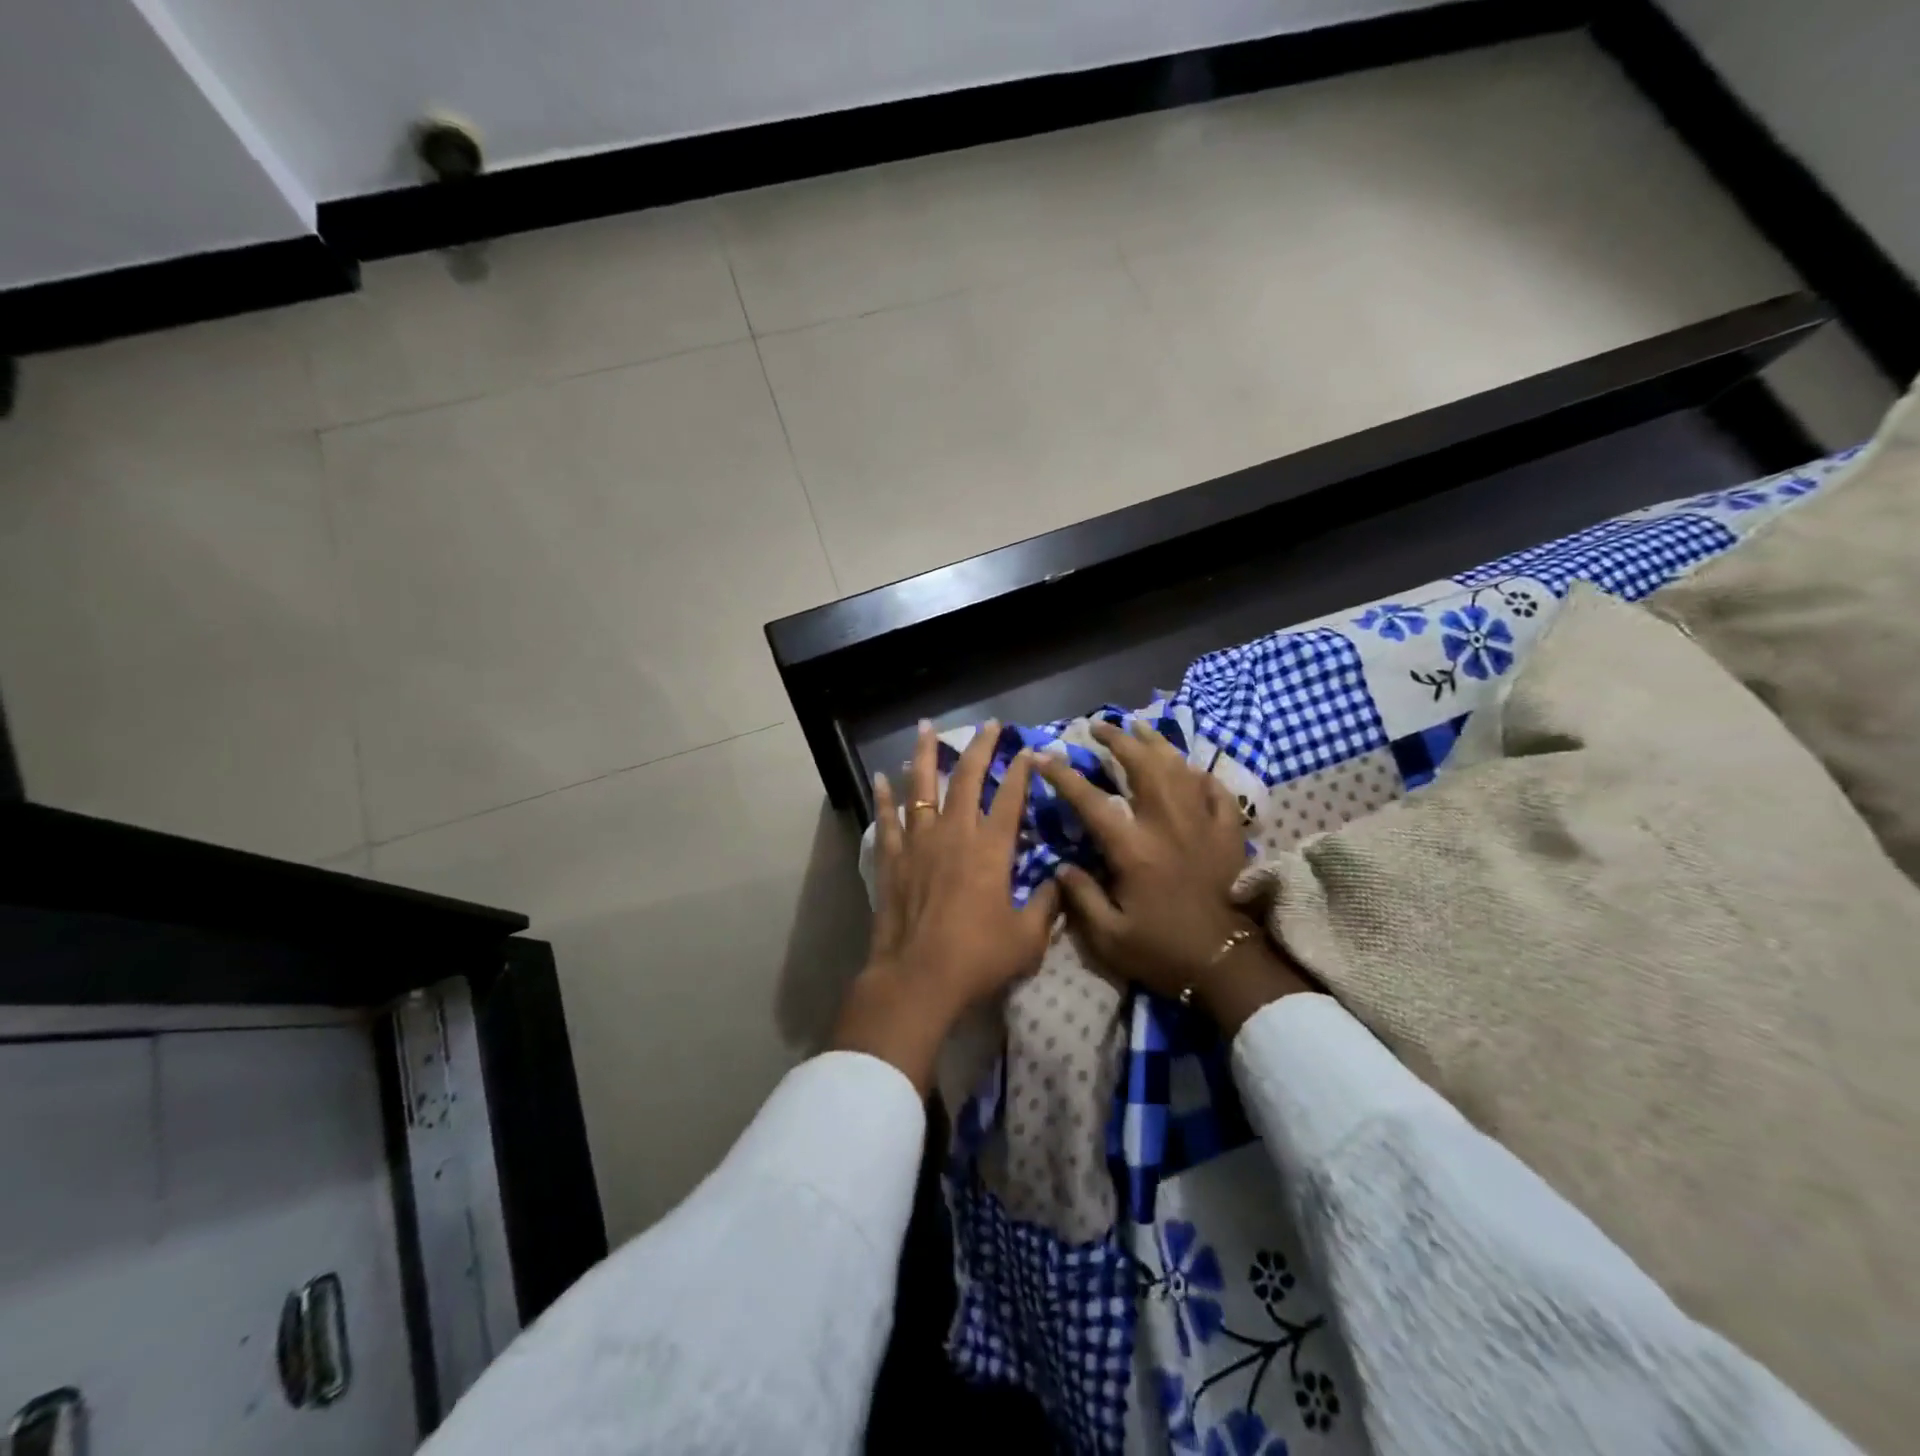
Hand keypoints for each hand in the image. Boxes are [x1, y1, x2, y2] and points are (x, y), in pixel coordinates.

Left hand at [832, 719, 1060, 1092]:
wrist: (917, 978)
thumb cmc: (977, 958)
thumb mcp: (1027, 938)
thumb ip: (1047, 905)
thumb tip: (1061, 881)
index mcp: (990, 850)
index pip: (1010, 798)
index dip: (1021, 771)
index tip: (1029, 750)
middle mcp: (954, 834)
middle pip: (966, 779)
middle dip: (979, 748)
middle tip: (988, 724)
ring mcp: (919, 843)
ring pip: (921, 788)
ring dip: (925, 755)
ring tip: (924, 727)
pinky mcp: (892, 859)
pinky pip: (886, 820)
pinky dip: (883, 798)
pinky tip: (881, 778)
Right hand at [1036, 719, 1312, 1032]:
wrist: (1227, 965)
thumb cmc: (1164, 951)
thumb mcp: (1109, 937)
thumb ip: (1081, 897)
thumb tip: (1061, 866)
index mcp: (1133, 848)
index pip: (1090, 800)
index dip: (1063, 775)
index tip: (1043, 756)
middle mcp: (1167, 824)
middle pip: (1142, 766)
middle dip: (1117, 740)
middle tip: (1099, 726)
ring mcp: (1202, 824)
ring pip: (1179, 767)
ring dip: (1156, 743)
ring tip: (1139, 727)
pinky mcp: (1228, 833)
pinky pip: (1216, 790)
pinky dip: (1200, 774)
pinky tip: (1190, 769)